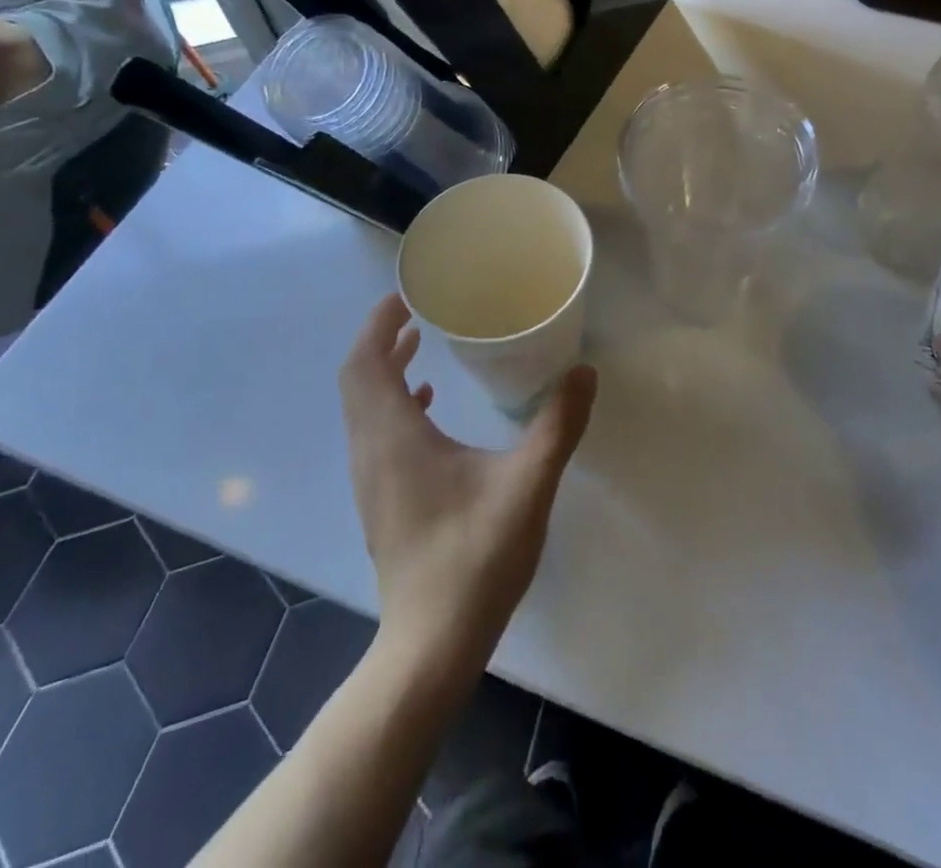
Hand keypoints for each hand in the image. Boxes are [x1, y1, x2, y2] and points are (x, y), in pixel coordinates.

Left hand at [339, 295, 595, 668]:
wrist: (431, 644)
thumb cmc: (474, 558)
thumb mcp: (527, 486)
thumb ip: (558, 426)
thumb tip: (583, 372)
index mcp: (395, 438)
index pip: (365, 364)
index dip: (377, 324)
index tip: (404, 296)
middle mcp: (371, 452)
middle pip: (357, 380)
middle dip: (380, 339)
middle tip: (417, 311)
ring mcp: (371, 480)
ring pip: (363, 407)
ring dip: (384, 370)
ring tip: (418, 344)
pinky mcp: (382, 500)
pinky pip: (375, 432)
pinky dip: (393, 403)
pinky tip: (427, 405)